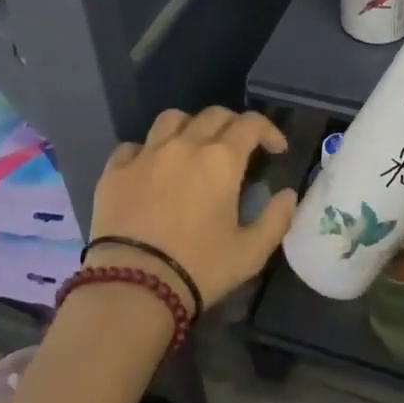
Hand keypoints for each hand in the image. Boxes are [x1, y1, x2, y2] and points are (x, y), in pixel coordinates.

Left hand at [85, 106, 295, 313]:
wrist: (132, 287)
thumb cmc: (198, 269)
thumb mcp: (250, 253)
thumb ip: (276, 220)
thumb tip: (288, 195)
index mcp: (221, 159)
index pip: (251, 124)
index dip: (268, 130)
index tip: (276, 149)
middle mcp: (185, 145)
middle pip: (213, 114)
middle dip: (233, 125)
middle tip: (239, 148)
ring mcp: (146, 154)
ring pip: (172, 119)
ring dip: (189, 126)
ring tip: (193, 147)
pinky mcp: (115, 171)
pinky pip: (133, 146)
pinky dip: (147, 150)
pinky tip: (150, 168)